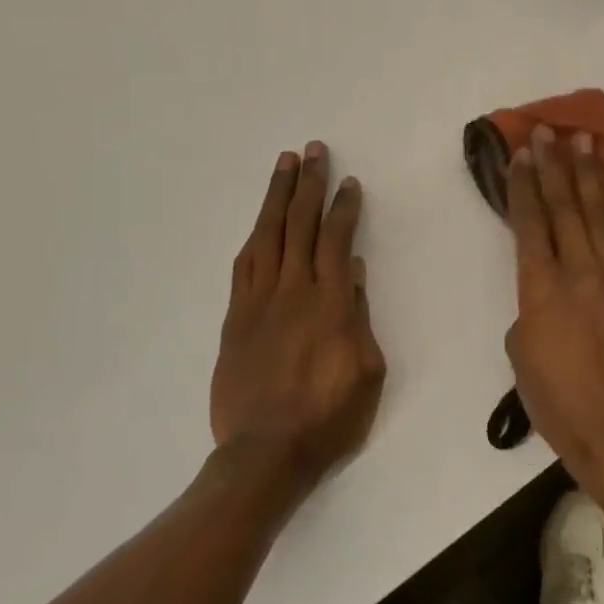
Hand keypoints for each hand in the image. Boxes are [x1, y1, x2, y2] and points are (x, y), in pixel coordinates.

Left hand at [211, 142, 386, 488]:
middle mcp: (293, 291)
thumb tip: (355, 274)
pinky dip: (254, 238)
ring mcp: (259, 302)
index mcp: (331, 303)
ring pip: (268, 236)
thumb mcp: (368, 372)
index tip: (349, 183)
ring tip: (284, 166)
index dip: (343, 207)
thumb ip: (360, 317)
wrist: (266, 452)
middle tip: (313, 151)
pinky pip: (243, 267)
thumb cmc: (329, 416)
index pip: (336, 240)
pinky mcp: (236, 318)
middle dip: (308, 184)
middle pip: (299, 225)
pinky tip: (259, 223)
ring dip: (276, 197)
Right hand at [504, 125, 603, 494]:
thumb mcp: (520, 352)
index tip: (520, 154)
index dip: (523, 185)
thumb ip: (528, 307)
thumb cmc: (556, 398)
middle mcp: (578, 271)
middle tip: (547, 131)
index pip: (530, 223)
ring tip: (582, 140)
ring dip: (588, 173)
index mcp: (540, 288)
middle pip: (564, 207)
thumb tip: (545, 290)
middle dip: (553, 166)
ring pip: (598, 213)